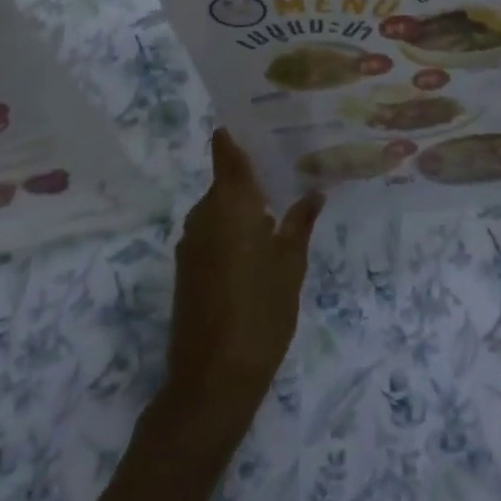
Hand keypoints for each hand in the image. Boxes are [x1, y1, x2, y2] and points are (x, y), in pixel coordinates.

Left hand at [163, 129, 323, 433]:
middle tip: (291, 165)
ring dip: (245, 204)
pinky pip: (213, 231)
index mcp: (229, 203)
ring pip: (220, 208)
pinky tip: (261, 241)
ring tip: (283, 201)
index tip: (260, 118)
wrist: (211, 382)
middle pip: (226, 180)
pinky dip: (233, 228)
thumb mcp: (291, 265)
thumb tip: (313, 192)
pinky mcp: (187, 269)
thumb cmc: (260, 312)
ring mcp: (191, 243)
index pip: (226, 151)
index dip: (237, 133)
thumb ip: (300, 223)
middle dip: (253, 173)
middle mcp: (203, 214)